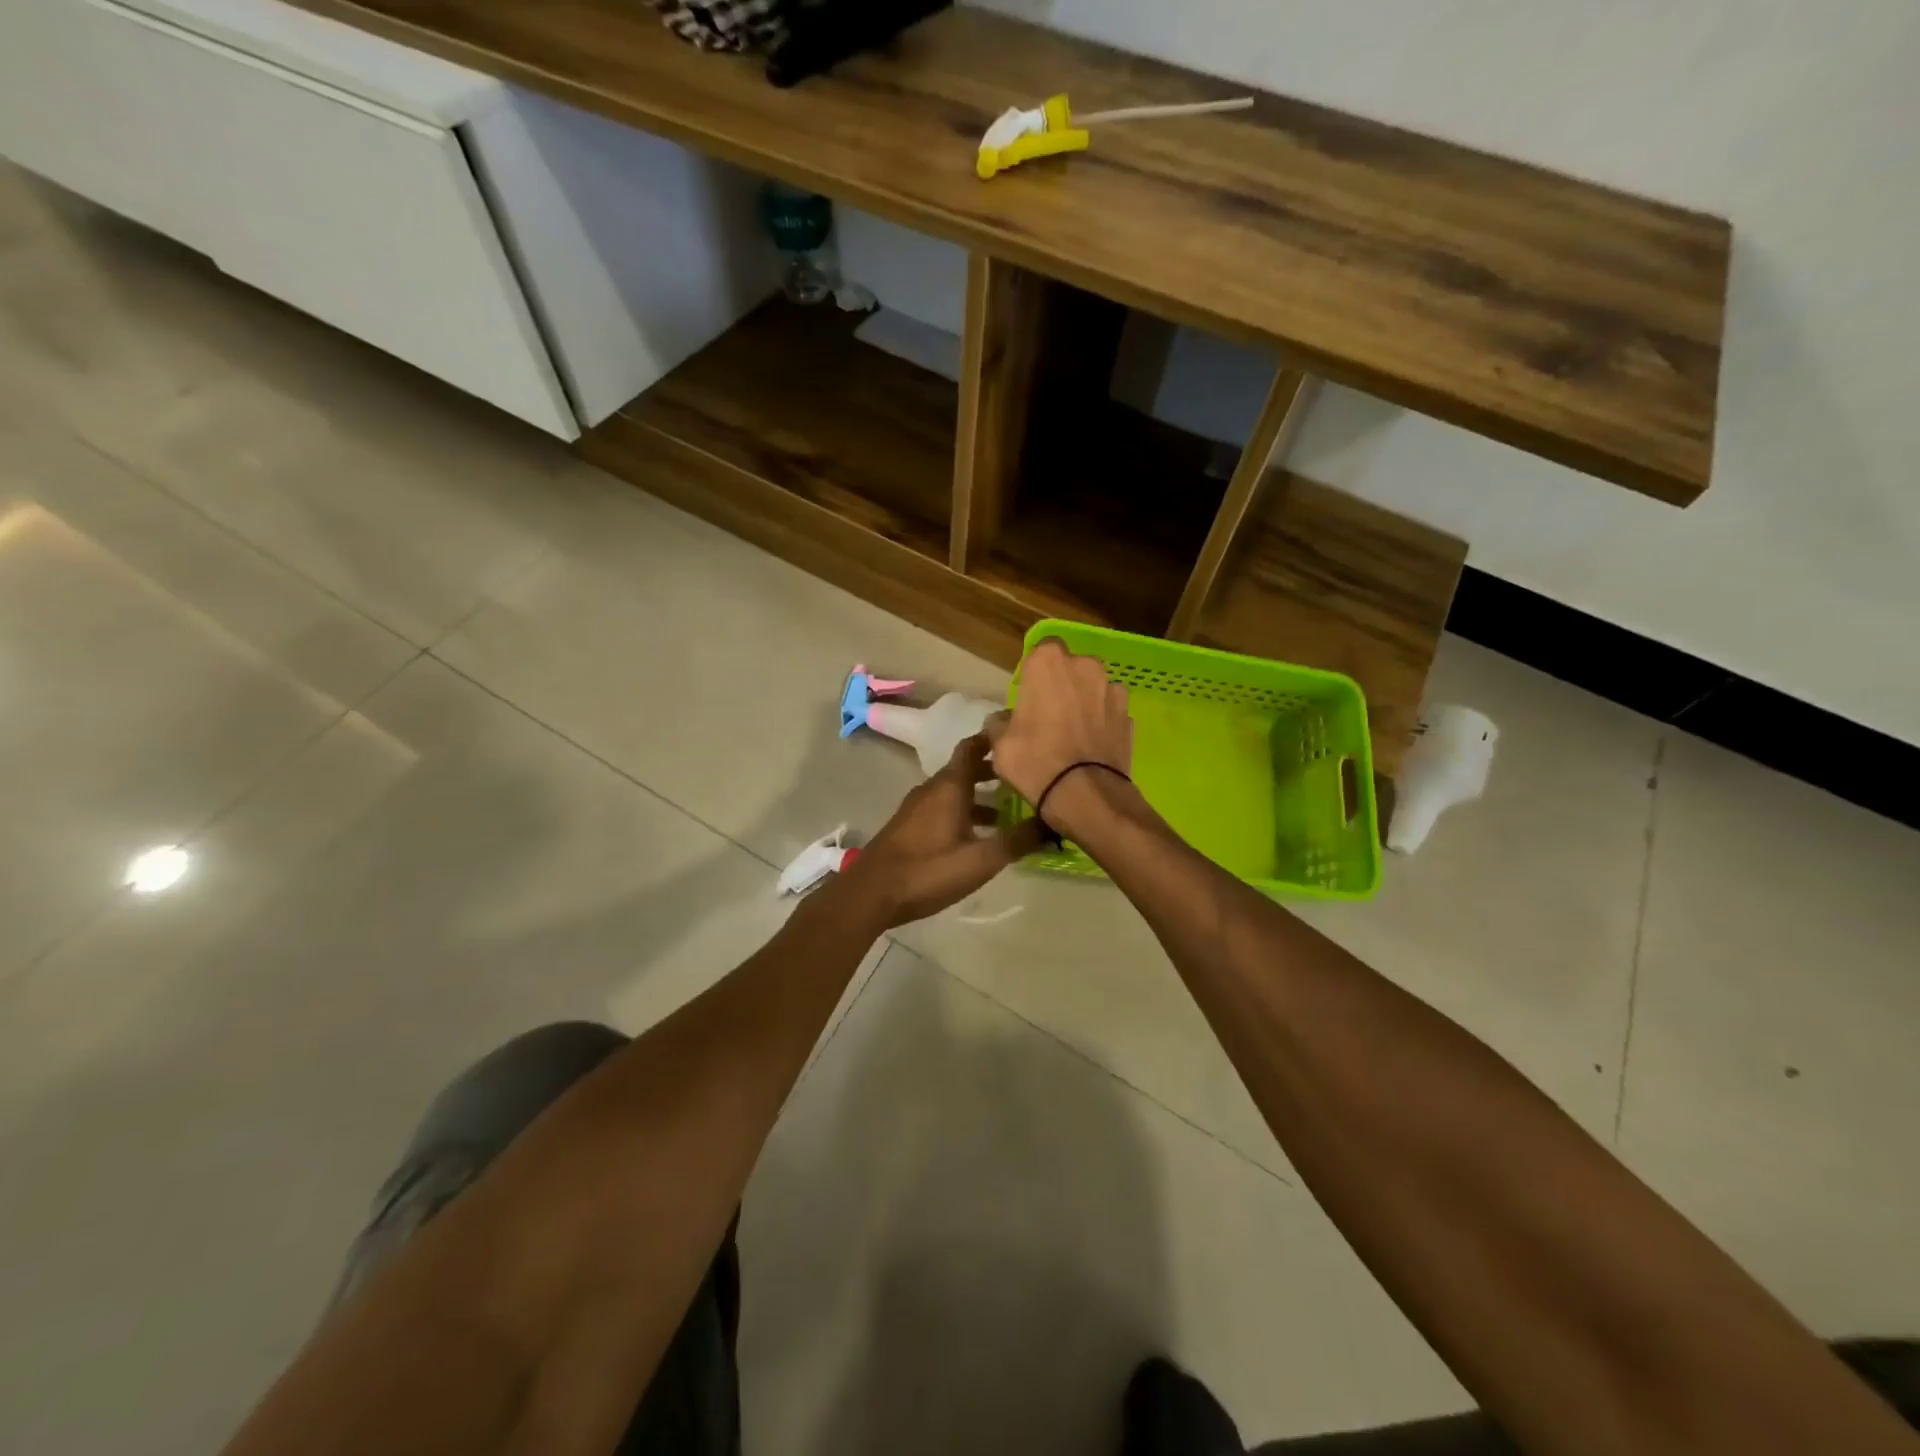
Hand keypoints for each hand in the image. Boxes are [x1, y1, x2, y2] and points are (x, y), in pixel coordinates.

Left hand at [842, 734, 1044, 928]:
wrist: (871, 893)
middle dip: (994, 771)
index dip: (994, 737)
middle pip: (965, 769)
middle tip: (1024, 777)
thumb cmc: (928, 870)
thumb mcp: (981, 859)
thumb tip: (1054, 824)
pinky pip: (943, 808)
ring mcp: (917, 808)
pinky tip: (978, 836)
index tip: (1019, 735)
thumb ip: (1018, 841)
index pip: (972, 746)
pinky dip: (964, 811)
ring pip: (954, 791)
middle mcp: (932, 789)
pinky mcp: (909, 827)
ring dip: (980, 796)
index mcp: (949, 786)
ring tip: (1010, 812)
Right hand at [984, 638, 1133, 806]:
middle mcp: (1086, 666)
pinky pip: (1110, 712)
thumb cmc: (1035, 761)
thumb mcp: (1001, 745)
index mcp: (1049, 663)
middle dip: (1063, 684)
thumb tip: (1002, 720)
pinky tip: (1092, 747)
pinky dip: (1102, 723)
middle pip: (1071, 668)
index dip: (1036, 672)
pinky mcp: (1130, 716)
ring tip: (1074, 733)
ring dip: (1085, 702)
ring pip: (1094, 689)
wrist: (1087, 796)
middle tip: (1050, 715)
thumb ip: (1000, 723)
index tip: (1029, 695)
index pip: (1041, 650)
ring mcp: (1113, 690)